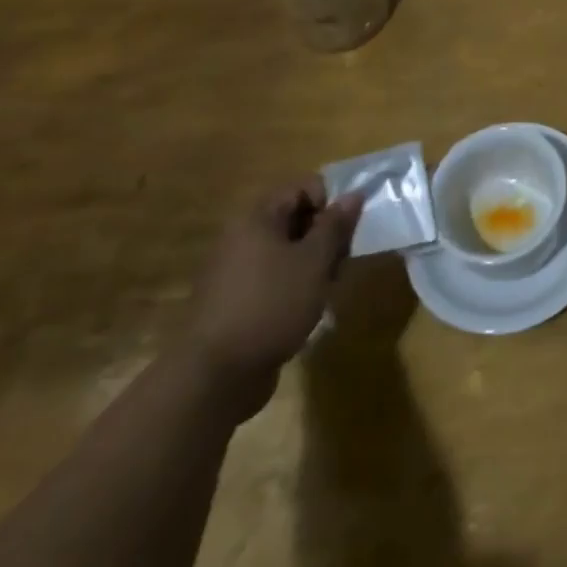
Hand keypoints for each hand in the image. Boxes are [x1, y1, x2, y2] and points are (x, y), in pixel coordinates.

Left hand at [180, 178, 359, 413]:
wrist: (213, 380)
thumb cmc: (270, 305)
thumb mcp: (315, 261)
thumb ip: (336, 224)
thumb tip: (353, 194)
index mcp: (257, 217)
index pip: (303, 186)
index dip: (330, 202)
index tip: (342, 233)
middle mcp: (241, 237)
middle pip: (296, 217)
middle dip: (324, 236)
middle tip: (339, 263)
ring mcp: (234, 271)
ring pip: (287, 250)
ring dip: (313, 263)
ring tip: (325, 289)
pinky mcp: (234, 302)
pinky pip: (272, 277)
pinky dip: (293, 286)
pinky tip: (305, 309)